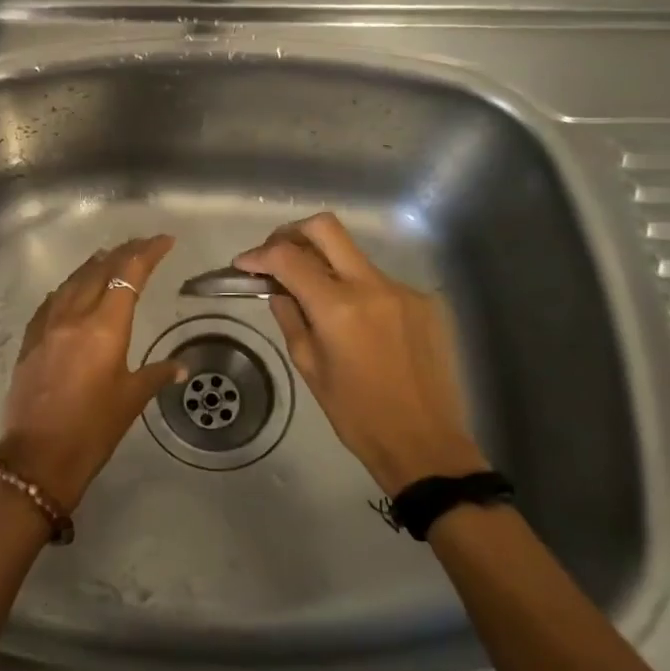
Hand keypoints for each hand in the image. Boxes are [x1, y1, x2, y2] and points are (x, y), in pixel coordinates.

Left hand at [0, 235, 186, 510]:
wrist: (38, 458)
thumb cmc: (92, 430)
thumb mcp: (130, 400)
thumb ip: (156, 374)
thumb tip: (180, 366)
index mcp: (105, 327)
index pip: (129, 274)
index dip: (147, 252)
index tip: (164, 241)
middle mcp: (74, 316)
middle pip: (100, 270)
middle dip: (123, 253)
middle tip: (142, 245)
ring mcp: (47, 326)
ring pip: (72, 281)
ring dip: (93, 265)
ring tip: (109, 257)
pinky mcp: (30, 341)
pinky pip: (51, 302)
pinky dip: (68, 288)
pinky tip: (71, 289)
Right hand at [236, 213, 487, 496]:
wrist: (424, 442)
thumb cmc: (356, 414)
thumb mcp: (309, 367)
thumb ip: (291, 318)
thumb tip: (278, 289)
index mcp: (338, 308)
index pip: (289, 257)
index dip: (260, 254)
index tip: (244, 264)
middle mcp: (372, 286)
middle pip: (326, 228)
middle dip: (292, 233)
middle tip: (276, 254)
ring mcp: (403, 290)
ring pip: (354, 255)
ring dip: (326, 264)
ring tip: (314, 296)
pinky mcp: (424, 301)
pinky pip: (379, 282)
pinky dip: (357, 290)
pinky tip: (356, 323)